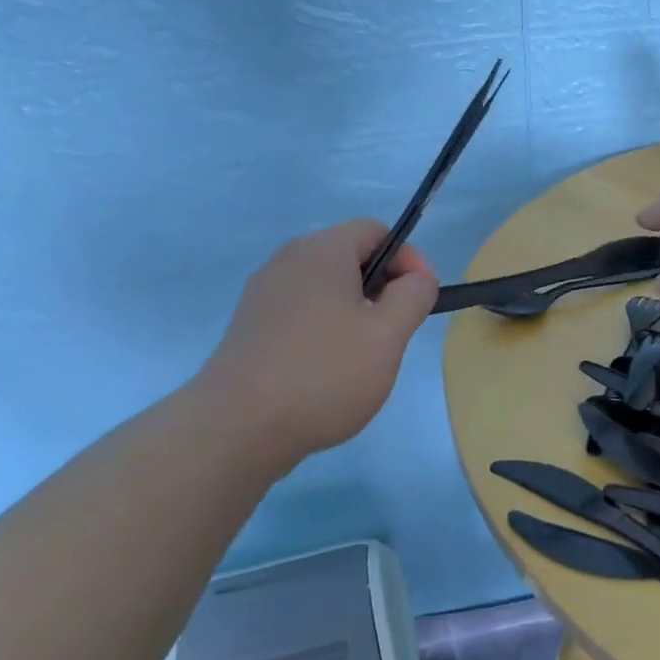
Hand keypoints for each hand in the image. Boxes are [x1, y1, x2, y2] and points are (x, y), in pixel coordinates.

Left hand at [195, 219, 438, 466]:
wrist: (236, 428)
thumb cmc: (324, 372)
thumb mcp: (388, 333)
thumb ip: (414, 295)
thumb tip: (416, 278)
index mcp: (322, 250)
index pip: (377, 231)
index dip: (409, 259)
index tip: (422, 300)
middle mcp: (288, 261)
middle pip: (350, 259)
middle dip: (383, 290)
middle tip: (395, 333)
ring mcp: (263, 295)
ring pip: (326, 290)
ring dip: (355, 315)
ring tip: (363, 359)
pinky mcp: (250, 328)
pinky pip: (301, 315)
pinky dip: (324, 333)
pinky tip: (327, 374)